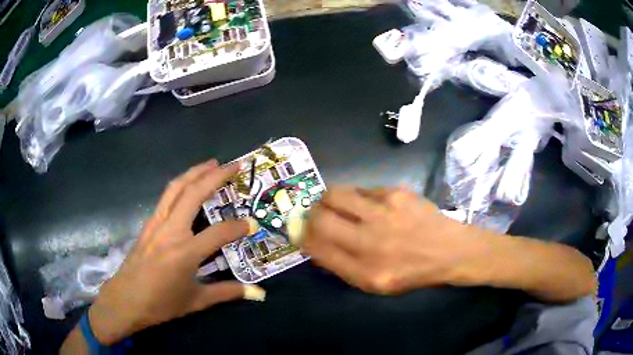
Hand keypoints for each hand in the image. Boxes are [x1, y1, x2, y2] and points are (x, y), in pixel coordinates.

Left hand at [87, 160, 262, 344]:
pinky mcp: (147, 224)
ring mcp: (156, 224)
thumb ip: (228, 293)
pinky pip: (165, 197)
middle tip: (234, 165)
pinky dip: (180, 185)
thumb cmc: (161, 304)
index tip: (252, 224)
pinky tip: (186, 187)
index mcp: (185, 252)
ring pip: (175, 188)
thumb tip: (257, 294)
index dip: (239, 227)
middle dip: (215, 175)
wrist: (126, 300)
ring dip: (194, 172)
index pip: (219, 233)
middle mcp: (171, 231)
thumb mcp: (197, 301)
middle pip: (193, 193)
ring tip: (211, 163)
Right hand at [302, 187, 478, 294]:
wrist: (450, 250)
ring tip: (336, 205)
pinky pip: (361, 190)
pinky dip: (357, 197)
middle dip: (310, 215)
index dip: (303, 237)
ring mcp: (384, 213)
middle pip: (319, 218)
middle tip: (315, 215)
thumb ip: (342, 266)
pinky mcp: (396, 192)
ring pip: (334, 194)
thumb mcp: (375, 284)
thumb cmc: (412, 272)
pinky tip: (370, 205)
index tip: (302, 232)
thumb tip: (314, 244)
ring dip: (327, 200)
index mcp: (365, 272)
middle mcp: (371, 242)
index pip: (316, 248)